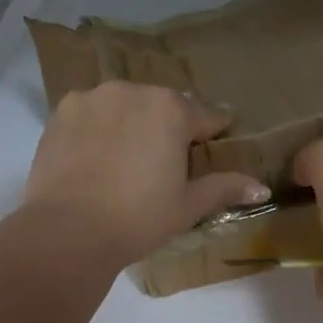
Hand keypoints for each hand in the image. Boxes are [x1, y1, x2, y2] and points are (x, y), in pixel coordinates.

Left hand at [22, 81, 269, 265]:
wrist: (67, 231)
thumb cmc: (138, 218)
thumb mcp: (187, 206)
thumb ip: (224, 188)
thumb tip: (262, 188)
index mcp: (171, 110)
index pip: (206, 116)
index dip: (215, 131)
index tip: (218, 139)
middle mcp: (132, 91)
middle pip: (162, 106)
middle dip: (169, 127)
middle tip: (166, 160)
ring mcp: (92, 98)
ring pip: (124, 106)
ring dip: (131, 123)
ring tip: (127, 158)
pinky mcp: (60, 112)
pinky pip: (91, 114)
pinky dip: (98, 129)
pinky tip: (96, 157)